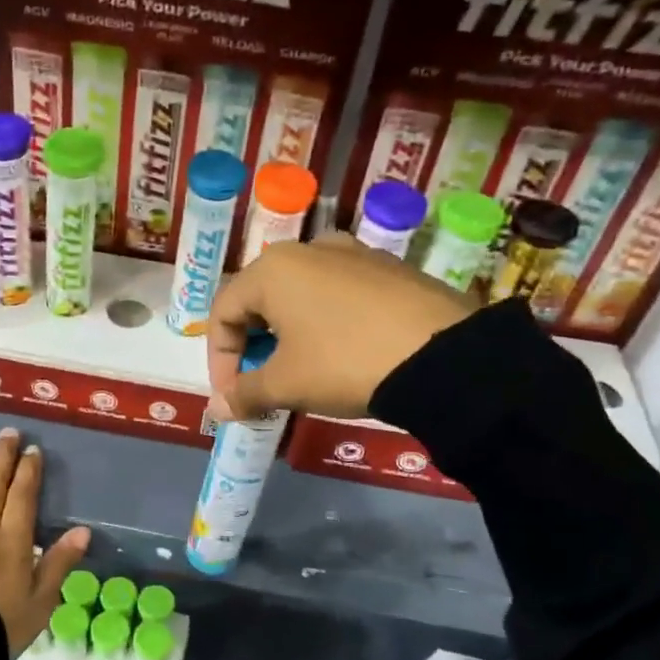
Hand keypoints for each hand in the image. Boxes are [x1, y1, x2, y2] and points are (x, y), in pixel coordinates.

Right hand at [207, 233, 475, 419]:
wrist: (442, 356)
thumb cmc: (344, 363)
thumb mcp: (287, 385)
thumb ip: (245, 394)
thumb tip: (217, 411)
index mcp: (272, 269)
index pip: (223, 311)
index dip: (219, 359)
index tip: (233, 397)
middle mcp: (309, 248)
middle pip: (260, 299)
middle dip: (253, 345)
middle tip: (262, 384)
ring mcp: (354, 253)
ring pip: (300, 295)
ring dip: (288, 334)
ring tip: (301, 371)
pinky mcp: (388, 268)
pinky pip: (338, 294)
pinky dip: (325, 323)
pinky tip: (342, 353)